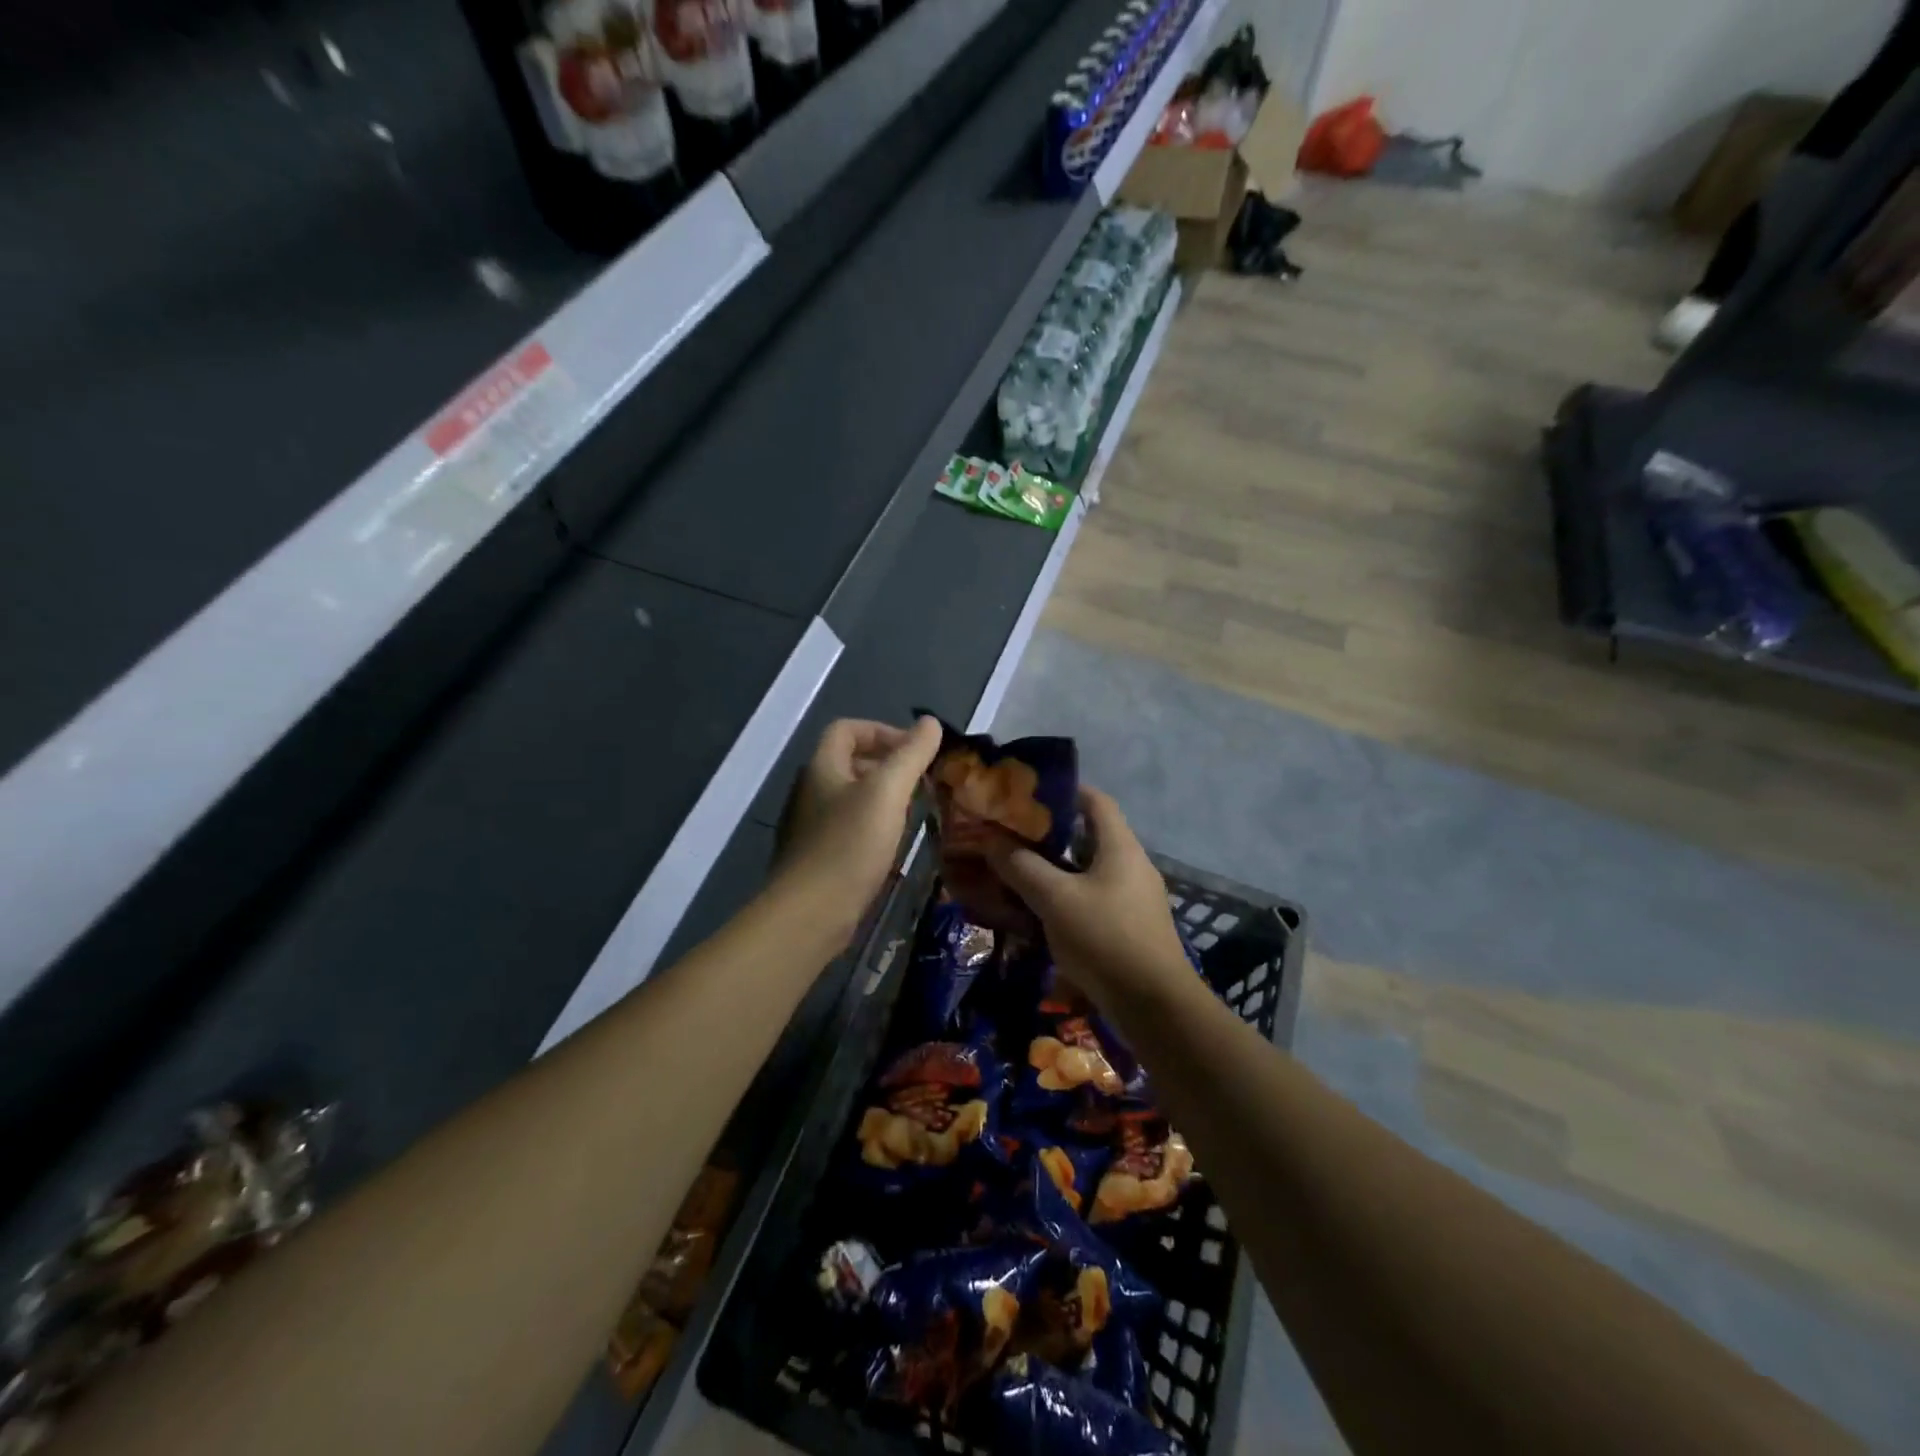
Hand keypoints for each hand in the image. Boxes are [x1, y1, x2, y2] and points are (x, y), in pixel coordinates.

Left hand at [775, 717, 941, 928]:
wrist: (810, 913)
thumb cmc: (849, 845)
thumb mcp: (887, 792)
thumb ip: (910, 755)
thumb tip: (931, 723)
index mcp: (821, 767)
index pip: (847, 729)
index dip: (882, 731)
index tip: (914, 752)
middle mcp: (809, 790)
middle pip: (848, 762)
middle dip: (886, 765)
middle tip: (919, 783)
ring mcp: (809, 826)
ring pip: (849, 797)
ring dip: (881, 798)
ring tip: (910, 814)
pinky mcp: (815, 857)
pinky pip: (846, 828)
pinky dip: (871, 827)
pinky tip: (890, 847)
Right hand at [987, 787, 1192, 1002]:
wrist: (1154, 1005)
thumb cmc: (1105, 938)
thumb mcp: (1055, 899)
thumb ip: (1022, 867)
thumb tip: (991, 839)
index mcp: (1120, 847)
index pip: (1096, 800)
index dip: (1064, 790)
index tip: (1027, 794)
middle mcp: (1132, 865)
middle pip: (1090, 835)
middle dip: (1051, 833)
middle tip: (1012, 835)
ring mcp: (1134, 897)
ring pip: (1089, 870)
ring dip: (1056, 868)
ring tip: (1018, 871)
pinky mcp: (1130, 926)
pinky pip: (1093, 897)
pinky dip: (1067, 895)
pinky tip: (1040, 911)